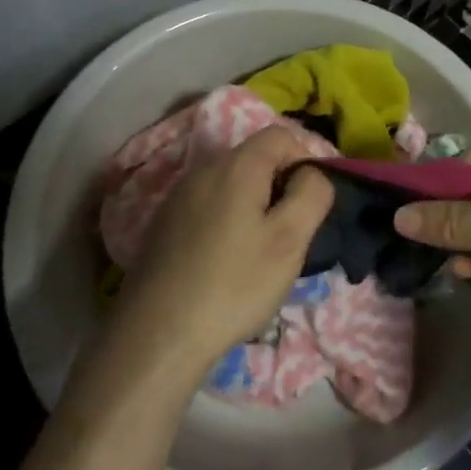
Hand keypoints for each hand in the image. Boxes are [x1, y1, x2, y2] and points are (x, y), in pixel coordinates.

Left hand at [111, 127, 334, 380]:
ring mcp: (178, 196)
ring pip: (231, 185)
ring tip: (259, 252)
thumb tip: (313, 173)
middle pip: (254, 158)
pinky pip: (208, 206)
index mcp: (236, 166)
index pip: (281, 136)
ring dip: (253, 206)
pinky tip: (226, 263)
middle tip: (289, 234)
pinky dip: (227, 222)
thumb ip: (312, 194)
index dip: (305, 161)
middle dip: (279, 187)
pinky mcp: (164, 223)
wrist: (157, 334)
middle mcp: (203, 169)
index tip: (310, 205)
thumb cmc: (234, 284)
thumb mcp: (289, 240)